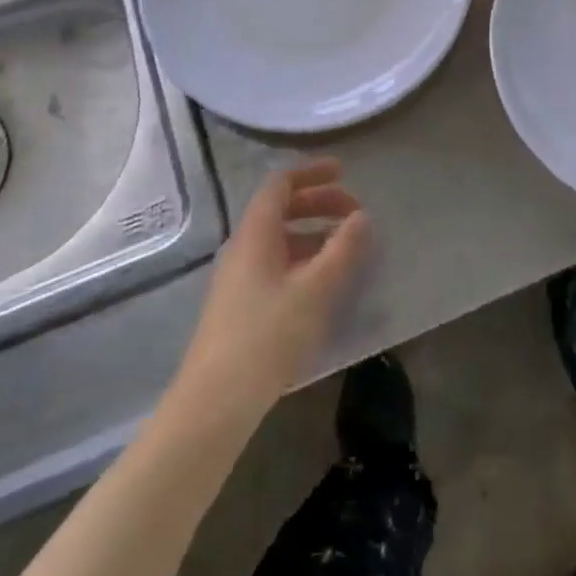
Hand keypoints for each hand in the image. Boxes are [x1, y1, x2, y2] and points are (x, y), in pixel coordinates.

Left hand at [178, 159, 370, 413]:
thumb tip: (361, 216)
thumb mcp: (316, 289)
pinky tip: (323, 283)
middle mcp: (243, 247)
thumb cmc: (267, 335)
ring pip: (279, 239)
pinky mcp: (240, 306)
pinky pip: (276, 264)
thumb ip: (343, 249)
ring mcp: (238, 278)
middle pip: (281, 209)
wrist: (214, 404)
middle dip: (319, 203)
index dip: (312, 173)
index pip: (281, 184)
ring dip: (314, 233)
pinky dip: (303, 259)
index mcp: (256, 233)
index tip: (343, 172)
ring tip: (346, 247)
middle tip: (354, 212)